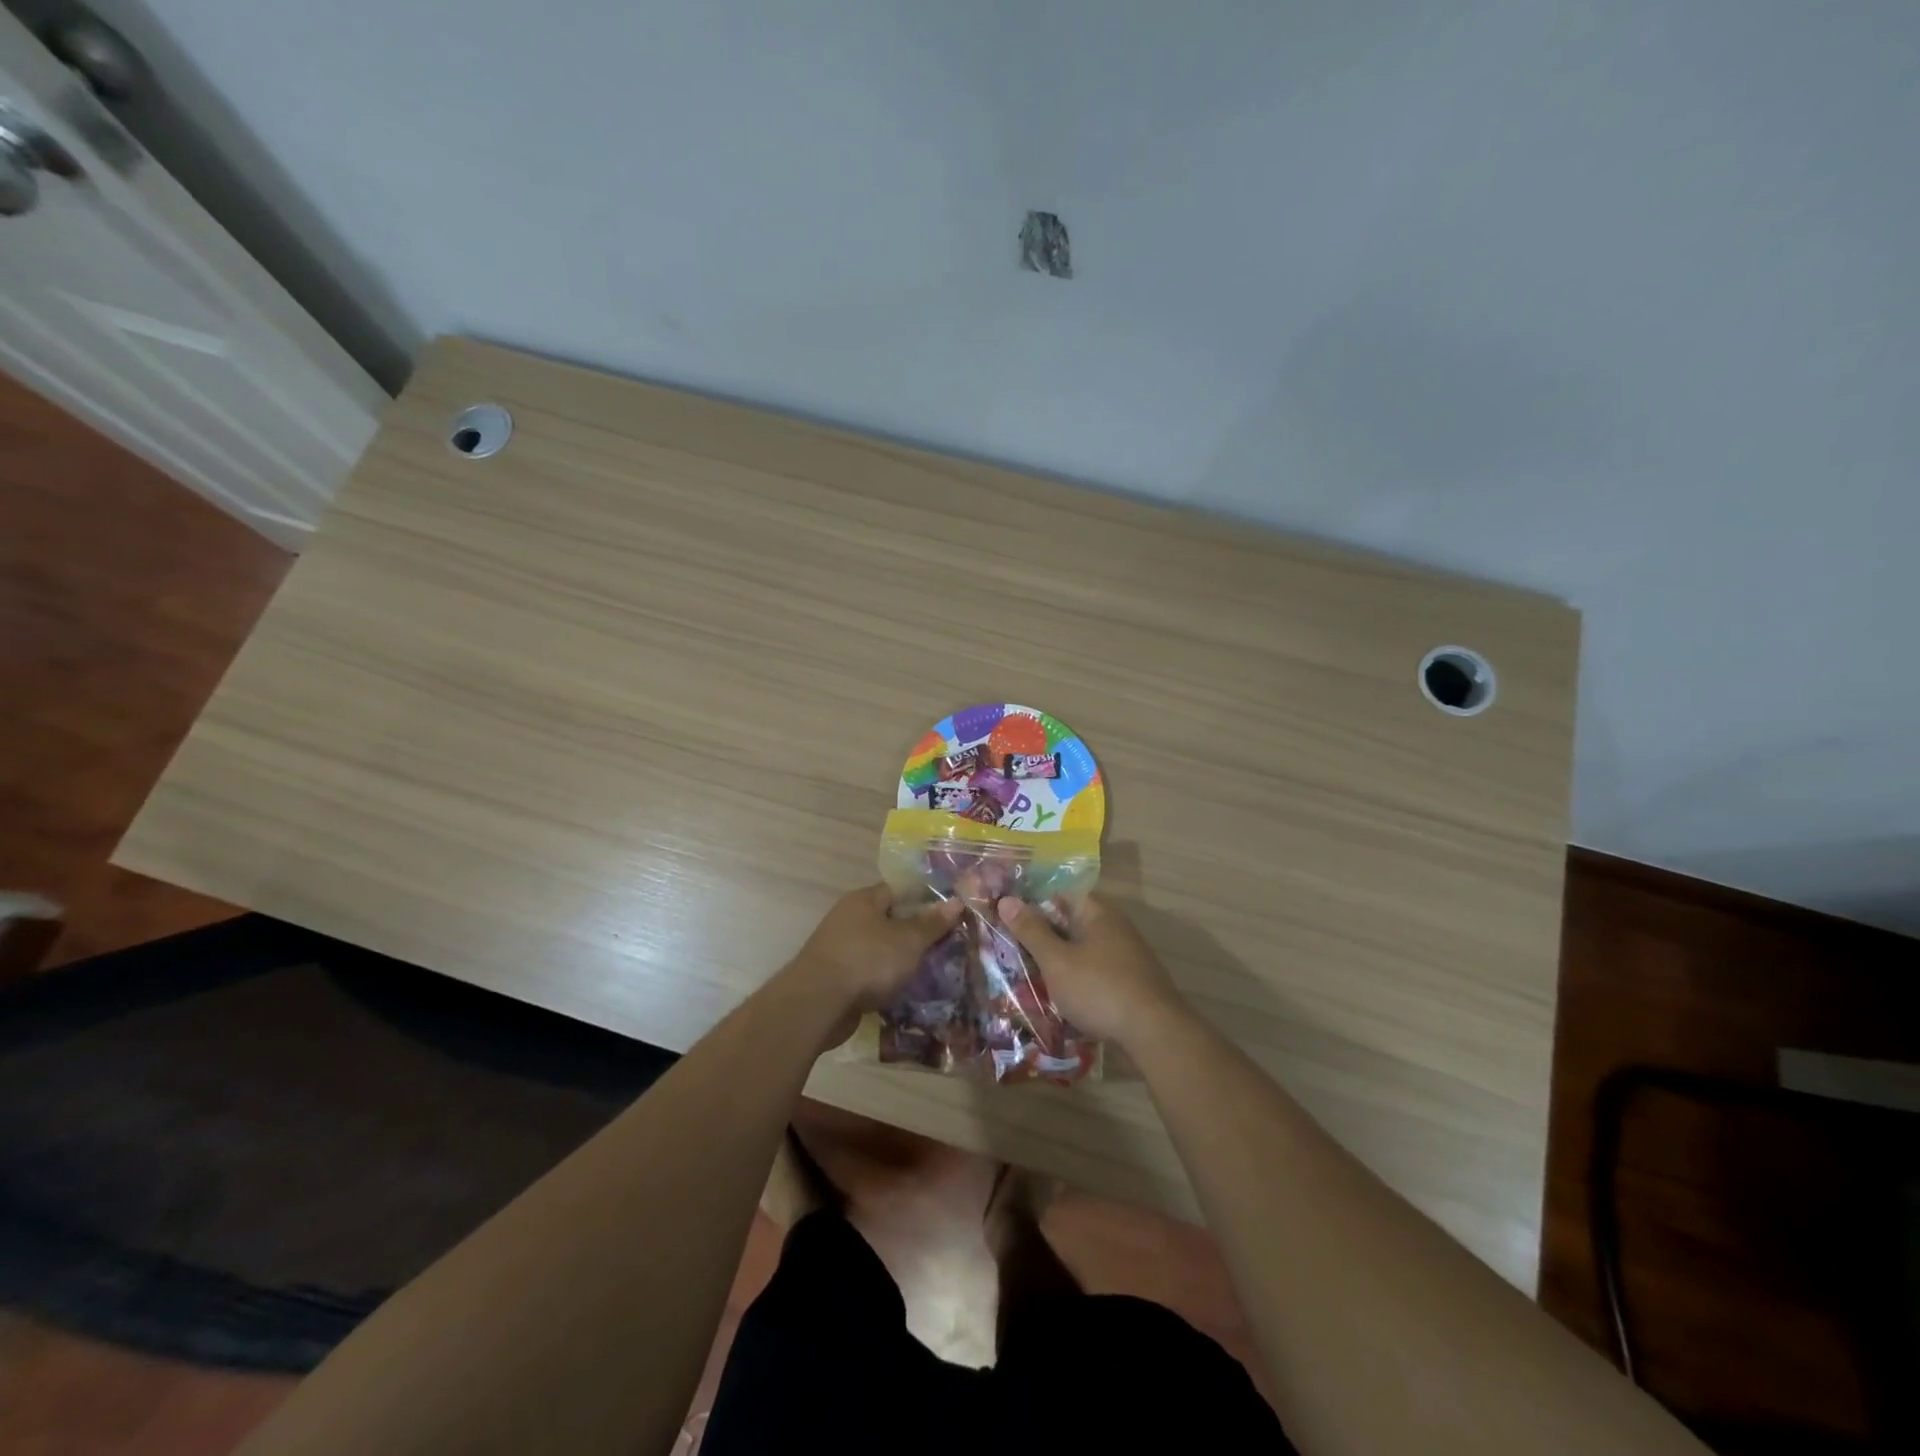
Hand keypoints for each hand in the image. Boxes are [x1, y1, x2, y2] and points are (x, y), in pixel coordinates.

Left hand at [787, 883, 963, 1016]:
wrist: (818, 1004)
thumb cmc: (868, 960)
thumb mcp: (909, 939)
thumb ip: (932, 922)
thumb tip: (956, 901)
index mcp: (864, 899)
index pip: (898, 890)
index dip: (925, 899)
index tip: (949, 913)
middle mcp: (848, 918)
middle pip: (889, 921)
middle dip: (915, 934)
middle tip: (947, 945)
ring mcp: (839, 949)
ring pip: (880, 950)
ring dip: (901, 960)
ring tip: (933, 971)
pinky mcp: (836, 978)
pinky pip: (869, 974)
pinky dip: (885, 981)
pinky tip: (907, 993)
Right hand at [995, 893, 1185, 1045]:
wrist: (1154, 1033)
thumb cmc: (1099, 989)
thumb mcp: (1057, 961)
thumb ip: (1031, 931)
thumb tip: (1006, 899)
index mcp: (1098, 913)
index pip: (1061, 894)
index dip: (1033, 902)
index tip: (1007, 915)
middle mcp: (1115, 927)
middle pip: (1071, 922)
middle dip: (1043, 935)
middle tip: (1011, 947)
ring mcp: (1127, 956)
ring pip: (1083, 949)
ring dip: (1059, 959)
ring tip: (1029, 974)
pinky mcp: (1131, 982)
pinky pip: (1095, 971)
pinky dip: (1076, 978)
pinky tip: (1061, 995)